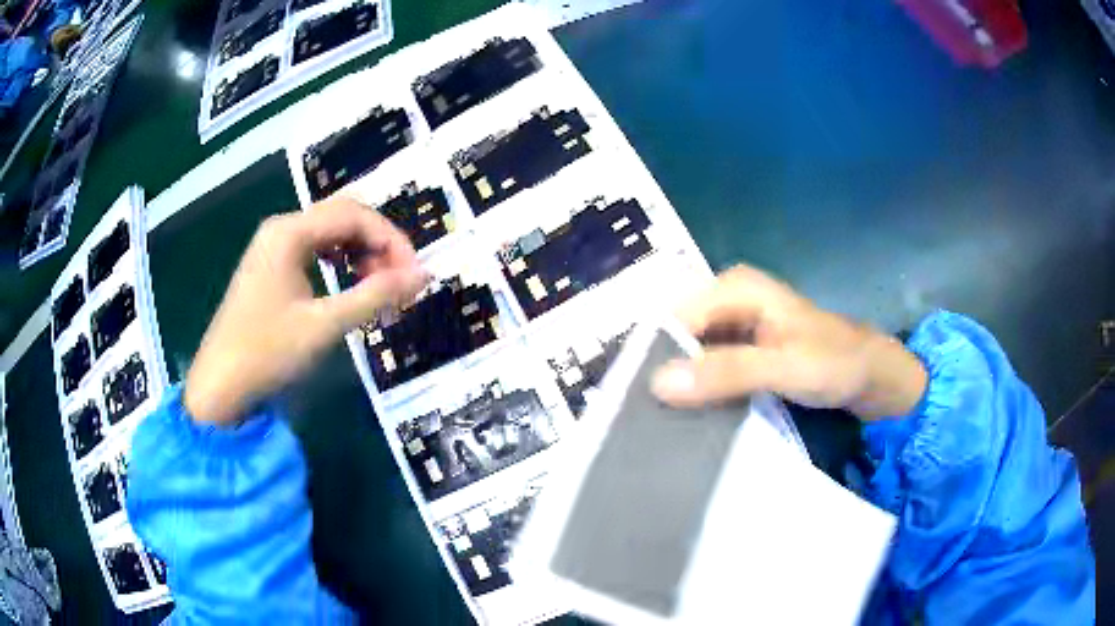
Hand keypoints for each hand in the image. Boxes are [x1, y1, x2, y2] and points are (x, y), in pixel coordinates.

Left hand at [183, 197, 426, 424]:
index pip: (354, 215)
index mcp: (290, 232)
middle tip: (399, 280)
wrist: (219, 386)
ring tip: (378, 287)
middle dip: (378, 243)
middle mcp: (282, 228)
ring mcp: (274, 247)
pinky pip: (315, 251)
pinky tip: (349, 285)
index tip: (415, 275)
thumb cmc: (266, 352)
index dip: (391, 239)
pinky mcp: (272, 268)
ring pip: (330, 233)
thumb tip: (423, 276)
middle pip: (343, 217)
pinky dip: (340, 263)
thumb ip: (375, 296)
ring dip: (361, 252)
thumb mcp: (324, 325)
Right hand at [651, 265, 926, 420]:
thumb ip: (726, 372)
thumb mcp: (783, 367)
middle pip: (677, 334)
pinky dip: (697, 390)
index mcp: (733, 287)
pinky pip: (706, 367)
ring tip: (658, 423)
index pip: (671, 319)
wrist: (872, 375)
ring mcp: (734, 326)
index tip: (634, 403)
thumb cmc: (835, 362)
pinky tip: (688, 416)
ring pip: (689, 353)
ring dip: (678, 385)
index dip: (650, 357)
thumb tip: (657, 383)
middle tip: (643, 418)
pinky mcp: (741, 351)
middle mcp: (727, 300)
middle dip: (661, 372)